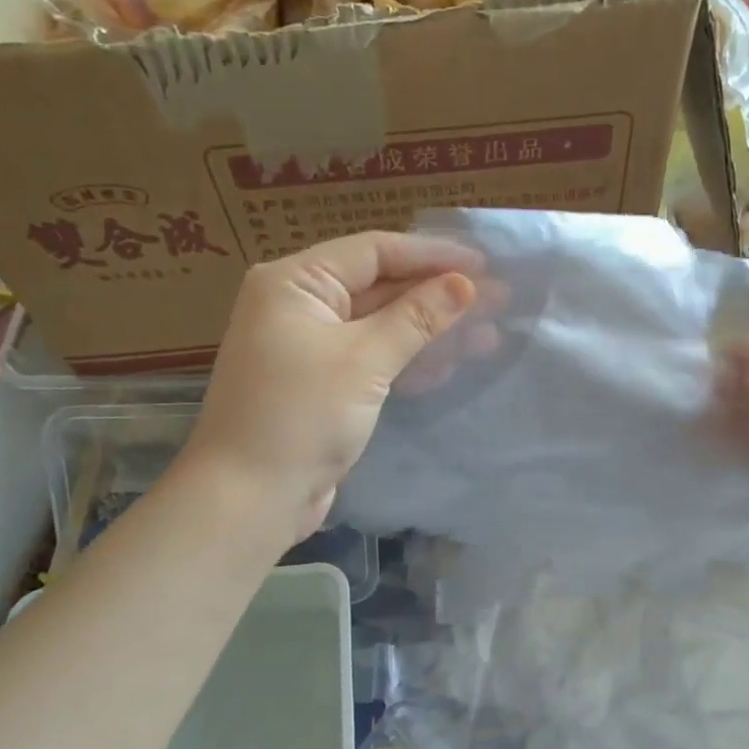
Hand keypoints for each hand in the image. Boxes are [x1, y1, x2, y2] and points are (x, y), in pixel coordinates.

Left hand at [185, 231, 483, 543]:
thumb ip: (416, 317)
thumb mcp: (364, 360)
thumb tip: (464, 284)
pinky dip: (406, 359)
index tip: (484, 264)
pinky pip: (371, 358)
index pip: (373, 251)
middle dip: (436, 295)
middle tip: (497, 300)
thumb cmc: (302, 415)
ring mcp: (308, 348)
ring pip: (379, 326)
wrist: (250, 497)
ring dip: (430, 330)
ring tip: (487, 336)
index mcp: (295, 282)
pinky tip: (449, 365)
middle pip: (379, 286)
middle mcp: (298, 306)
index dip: (431, 255)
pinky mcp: (321, 385)